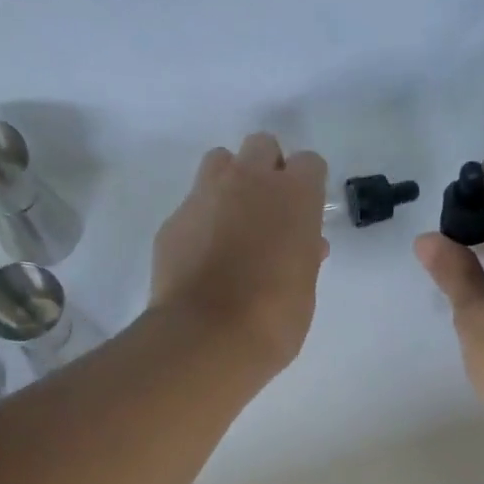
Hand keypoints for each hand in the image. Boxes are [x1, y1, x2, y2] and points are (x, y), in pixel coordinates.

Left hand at [151, 133, 328, 373]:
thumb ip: (305, 254)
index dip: (308, 187)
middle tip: (270, 213)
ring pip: (220, 162)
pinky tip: (205, 256)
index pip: (309, 163)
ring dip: (231, 183)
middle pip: (262, 146)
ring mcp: (205, 195)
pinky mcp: (173, 220)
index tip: (306, 215)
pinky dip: (203, 220)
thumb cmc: (275, 317)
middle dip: (268, 171)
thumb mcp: (305, 286)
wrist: (208, 336)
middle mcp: (249, 181)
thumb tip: (305, 244)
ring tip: (234, 224)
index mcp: (294, 196)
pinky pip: (193, 204)